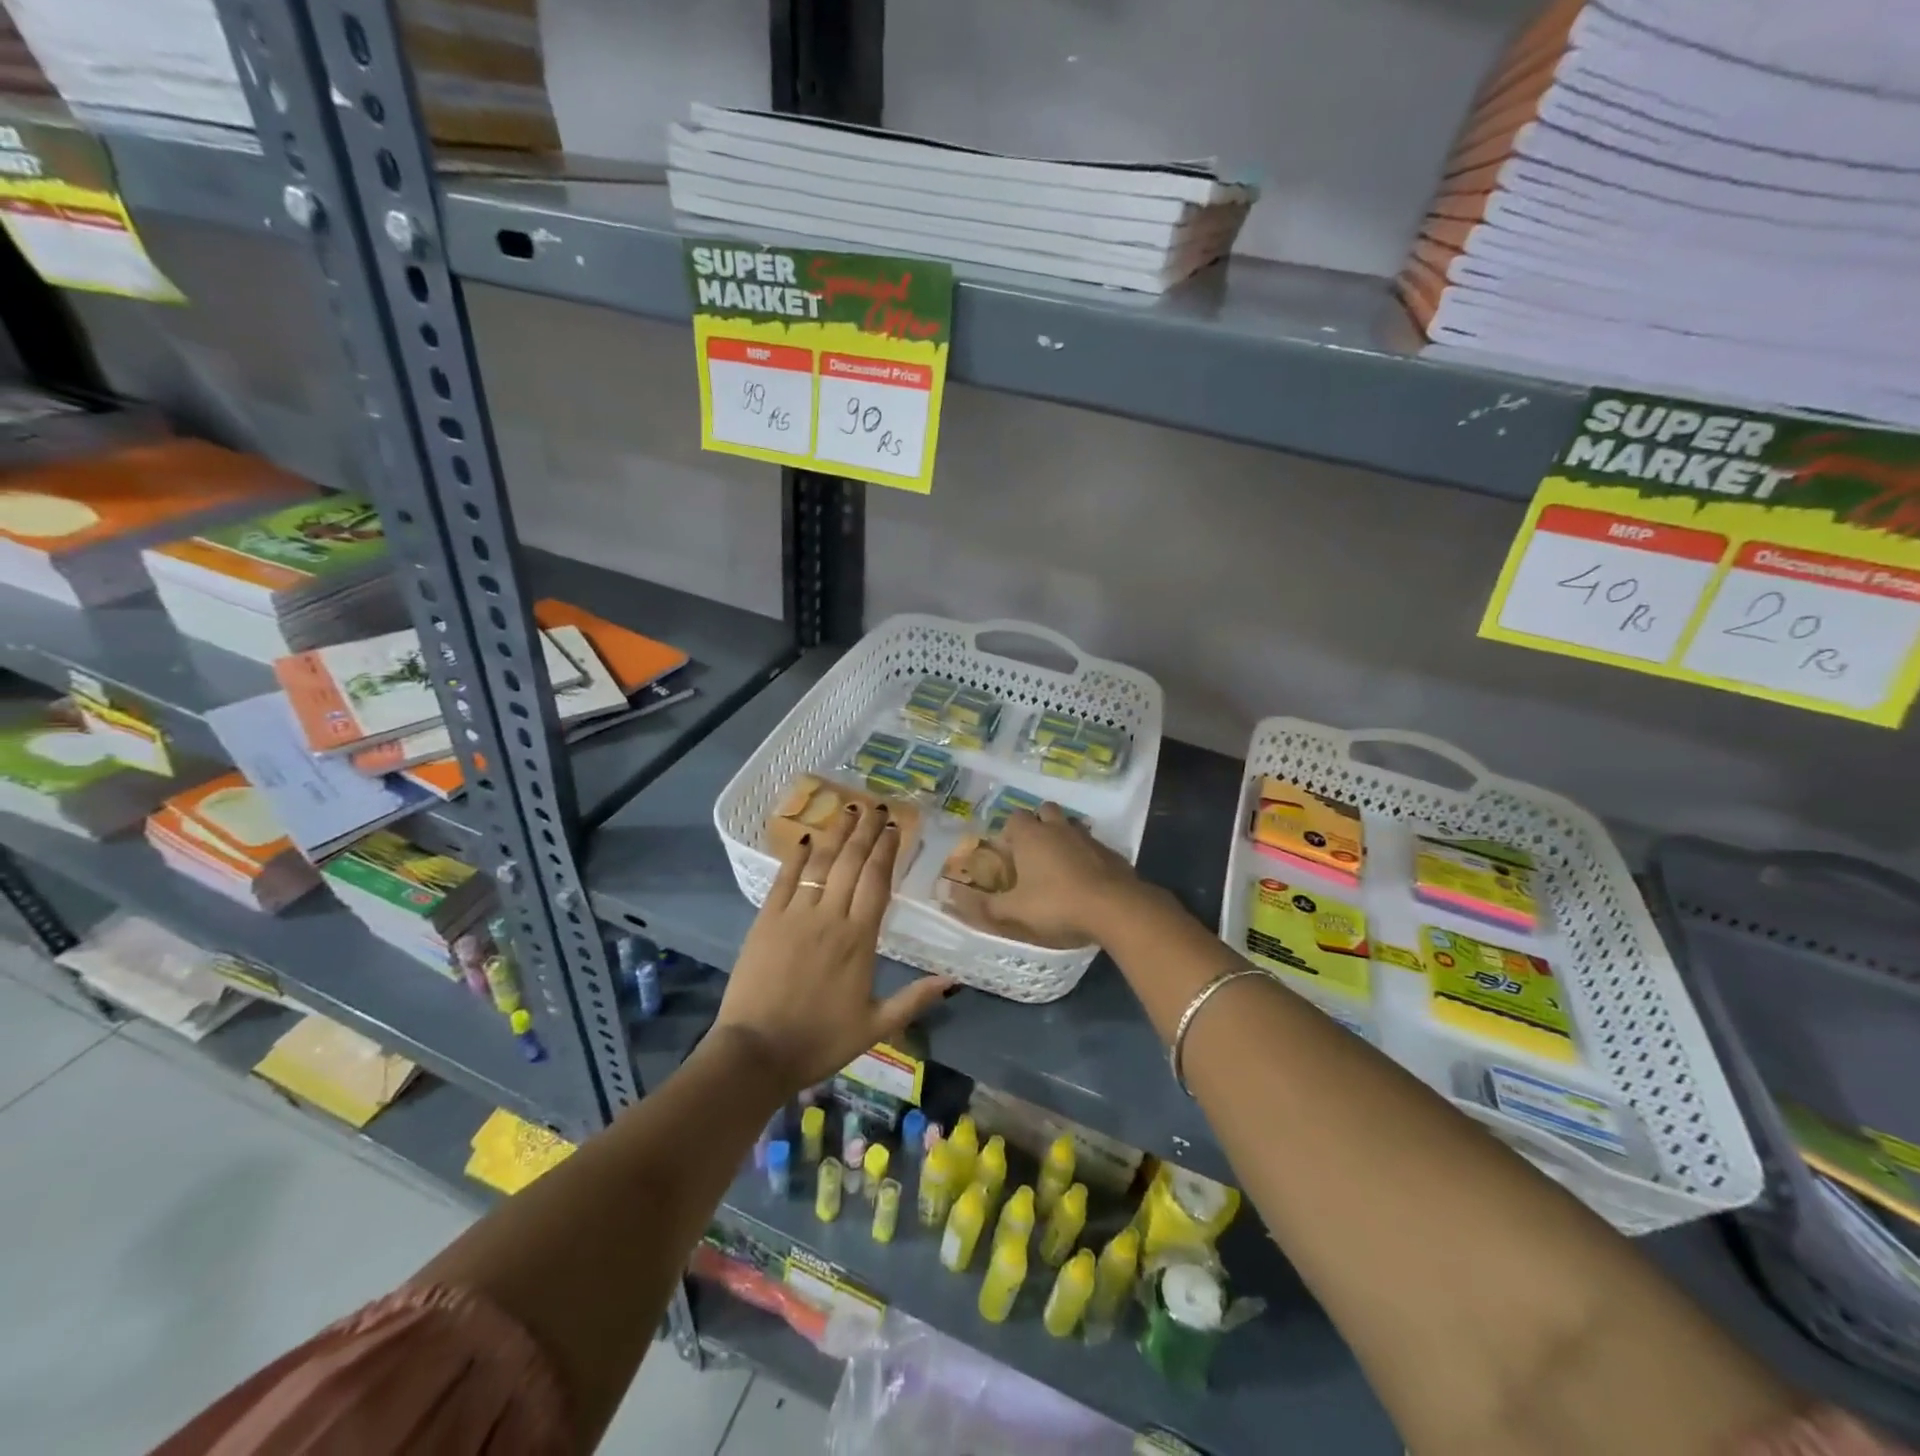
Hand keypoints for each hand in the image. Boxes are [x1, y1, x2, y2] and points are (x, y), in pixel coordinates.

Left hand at [715, 801, 952, 1093]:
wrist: (757, 1053)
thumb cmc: (820, 1041)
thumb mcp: (876, 1027)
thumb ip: (915, 1000)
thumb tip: (954, 980)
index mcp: (860, 940)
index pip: (877, 882)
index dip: (887, 852)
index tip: (894, 828)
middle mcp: (830, 918)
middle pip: (851, 864)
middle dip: (865, 832)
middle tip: (876, 806)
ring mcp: (795, 916)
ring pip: (820, 864)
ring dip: (835, 834)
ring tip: (847, 809)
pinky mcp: (765, 921)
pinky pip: (784, 880)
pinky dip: (795, 857)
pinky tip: (804, 839)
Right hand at [947, 803, 1144, 948]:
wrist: (1114, 907)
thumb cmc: (1057, 904)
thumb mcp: (1015, 911)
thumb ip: (984, 905)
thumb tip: (951, 897)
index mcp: (1031, 836)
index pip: (1015, 818)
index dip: (1010, 832)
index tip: (1009, 852)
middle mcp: (1058, 828)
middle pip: (1045, 811)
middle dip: (1038, 824)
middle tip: (1034, 851)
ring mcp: (1087, 837)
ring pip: (1071, 825)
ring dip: (1063, 836)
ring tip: (1059, 863)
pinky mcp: (1111, 851)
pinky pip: (1093, 845)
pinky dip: (1087, 854)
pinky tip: (1086, 877)